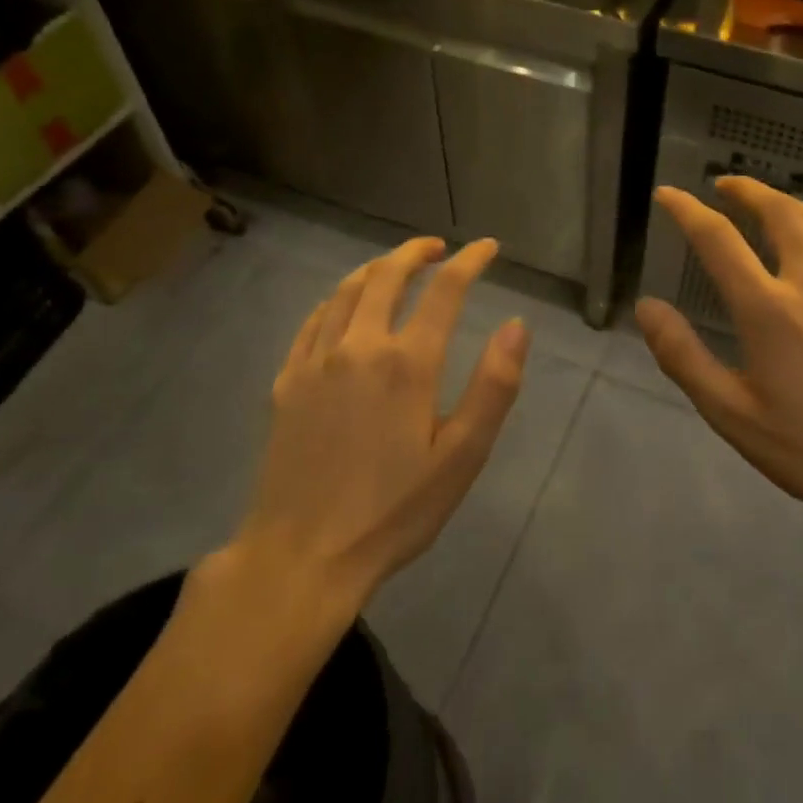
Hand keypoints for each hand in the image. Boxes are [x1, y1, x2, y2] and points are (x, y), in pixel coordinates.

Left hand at [239, 237, 529, 600]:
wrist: (303, 556)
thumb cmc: (394, 511)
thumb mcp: (461, 456)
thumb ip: (493, 386)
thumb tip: (517, 326)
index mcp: (407, 363)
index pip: (444, 290)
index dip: (469, 261)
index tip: (486, 247)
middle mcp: (358, 346)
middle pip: (386, 276)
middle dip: (416, 252)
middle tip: (438, 248)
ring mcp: (315, 362)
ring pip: (345, 291)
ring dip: (374, 269)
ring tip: (395, 267)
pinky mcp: (286, 382)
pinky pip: (312, 321)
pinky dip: (334, 300)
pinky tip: (342, 306)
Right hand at [636, 178, 802, 541]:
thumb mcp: (733, 415)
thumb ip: (683, 356)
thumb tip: (646, 307)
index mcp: (768, 308)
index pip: (718, 239)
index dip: (687, 210)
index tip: (668, 193)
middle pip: (778, 213)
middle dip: (747, 191)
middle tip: (725, 186)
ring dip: (790, 204)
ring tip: (771, 206)